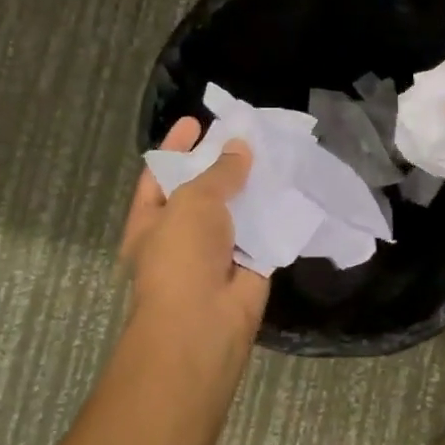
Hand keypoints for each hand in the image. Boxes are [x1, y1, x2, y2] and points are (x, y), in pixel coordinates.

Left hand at [120, 118, 269, 345]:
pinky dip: (276, 214)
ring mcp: (216, 251)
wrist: (203, 323)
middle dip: (223, 164)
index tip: (197, 122)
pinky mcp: (249, 266)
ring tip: (277, 153)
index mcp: (151, 219)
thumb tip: (240, 148)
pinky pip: (263, 233)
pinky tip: (294, 186)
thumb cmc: (182, 256)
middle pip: (202, 190)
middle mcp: (181, 234)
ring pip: (236, 211)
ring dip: (254, 187)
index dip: (176, 147)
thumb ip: (219, 172)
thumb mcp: (194, 201)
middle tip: (248, 135)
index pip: (160, 173)